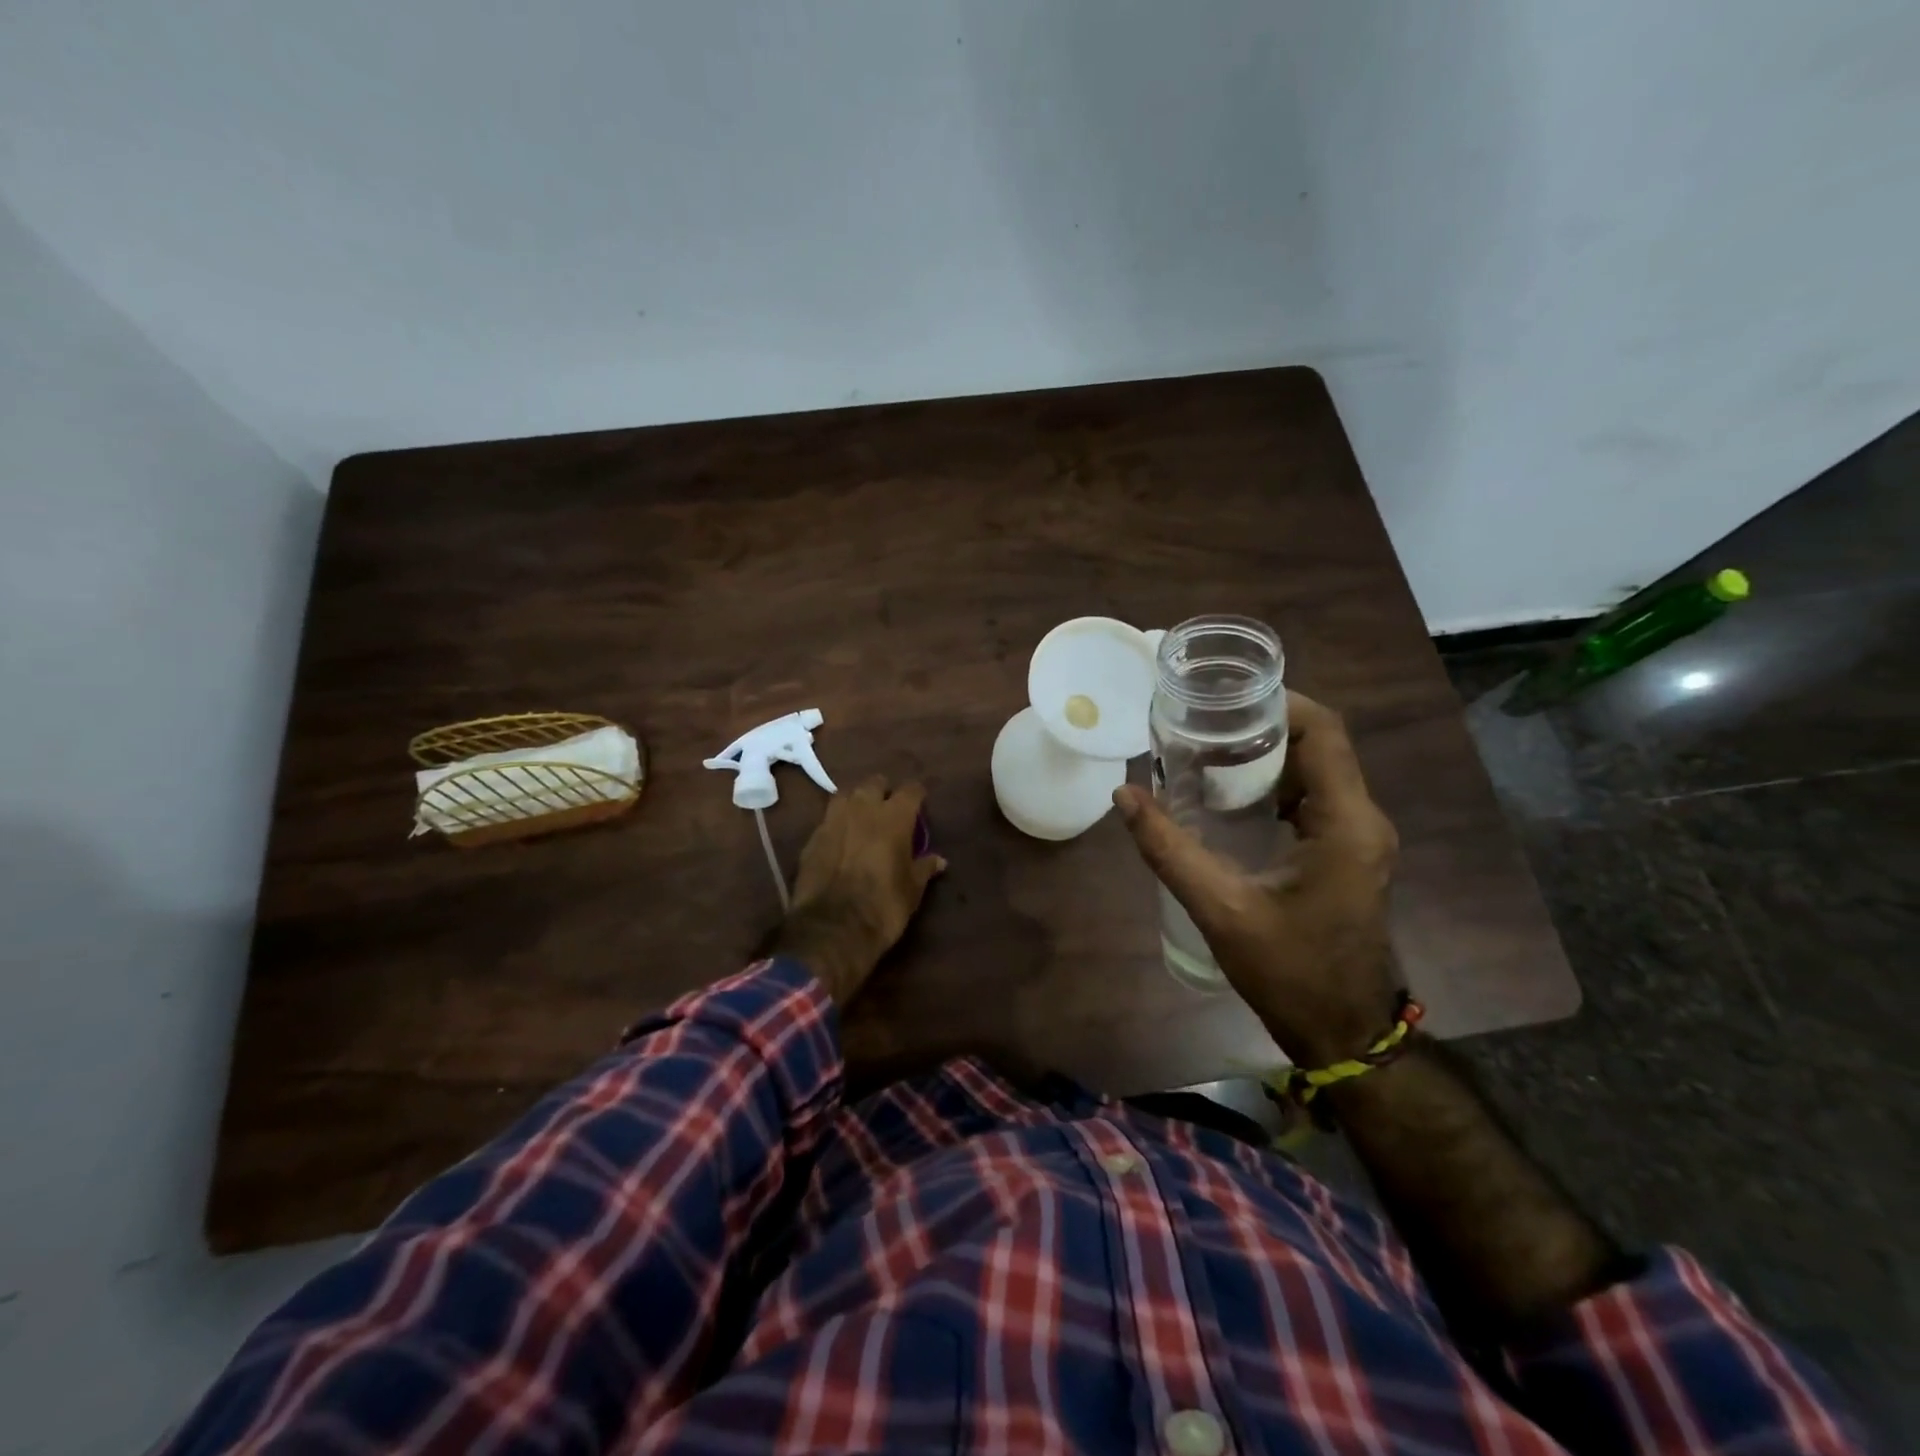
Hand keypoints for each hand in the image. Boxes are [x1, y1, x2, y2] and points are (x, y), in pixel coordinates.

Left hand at [767, 777, 946, 1006]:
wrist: (833, 928)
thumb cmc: (883, 906)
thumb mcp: (912, 890)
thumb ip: (924, 868)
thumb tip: (939, 860)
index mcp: (894, 817)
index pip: (911, 790)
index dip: (916, 795)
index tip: (920, 803)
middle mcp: (863, 809)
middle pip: (875, 783)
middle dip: (883, 791)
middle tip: (888, 808)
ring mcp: (833, 820)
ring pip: (846, 794)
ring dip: (856, 800)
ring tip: (861, 816)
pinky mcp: (812, 837)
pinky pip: (827, 819)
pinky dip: (836, 823)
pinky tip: (840, 838)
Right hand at [1114, 691, 1399, 1066]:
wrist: (1343, 1032)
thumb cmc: (1288, 973)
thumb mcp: (1220, 909)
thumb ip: (1169, 850)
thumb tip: (1125, 794)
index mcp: (1346, 823)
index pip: (1324, 732)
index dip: (1279, 703)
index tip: (1224, 698)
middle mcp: (1363, 819)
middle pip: (1321, 744)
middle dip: (1264, 725)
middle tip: (1202, 722)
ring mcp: (1360, 837)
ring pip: (1319, 769)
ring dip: (1269, 753)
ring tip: (1209, 749)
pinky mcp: (1350, 853)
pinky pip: (1317, 797)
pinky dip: (1277, 783)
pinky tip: (1232, 794)